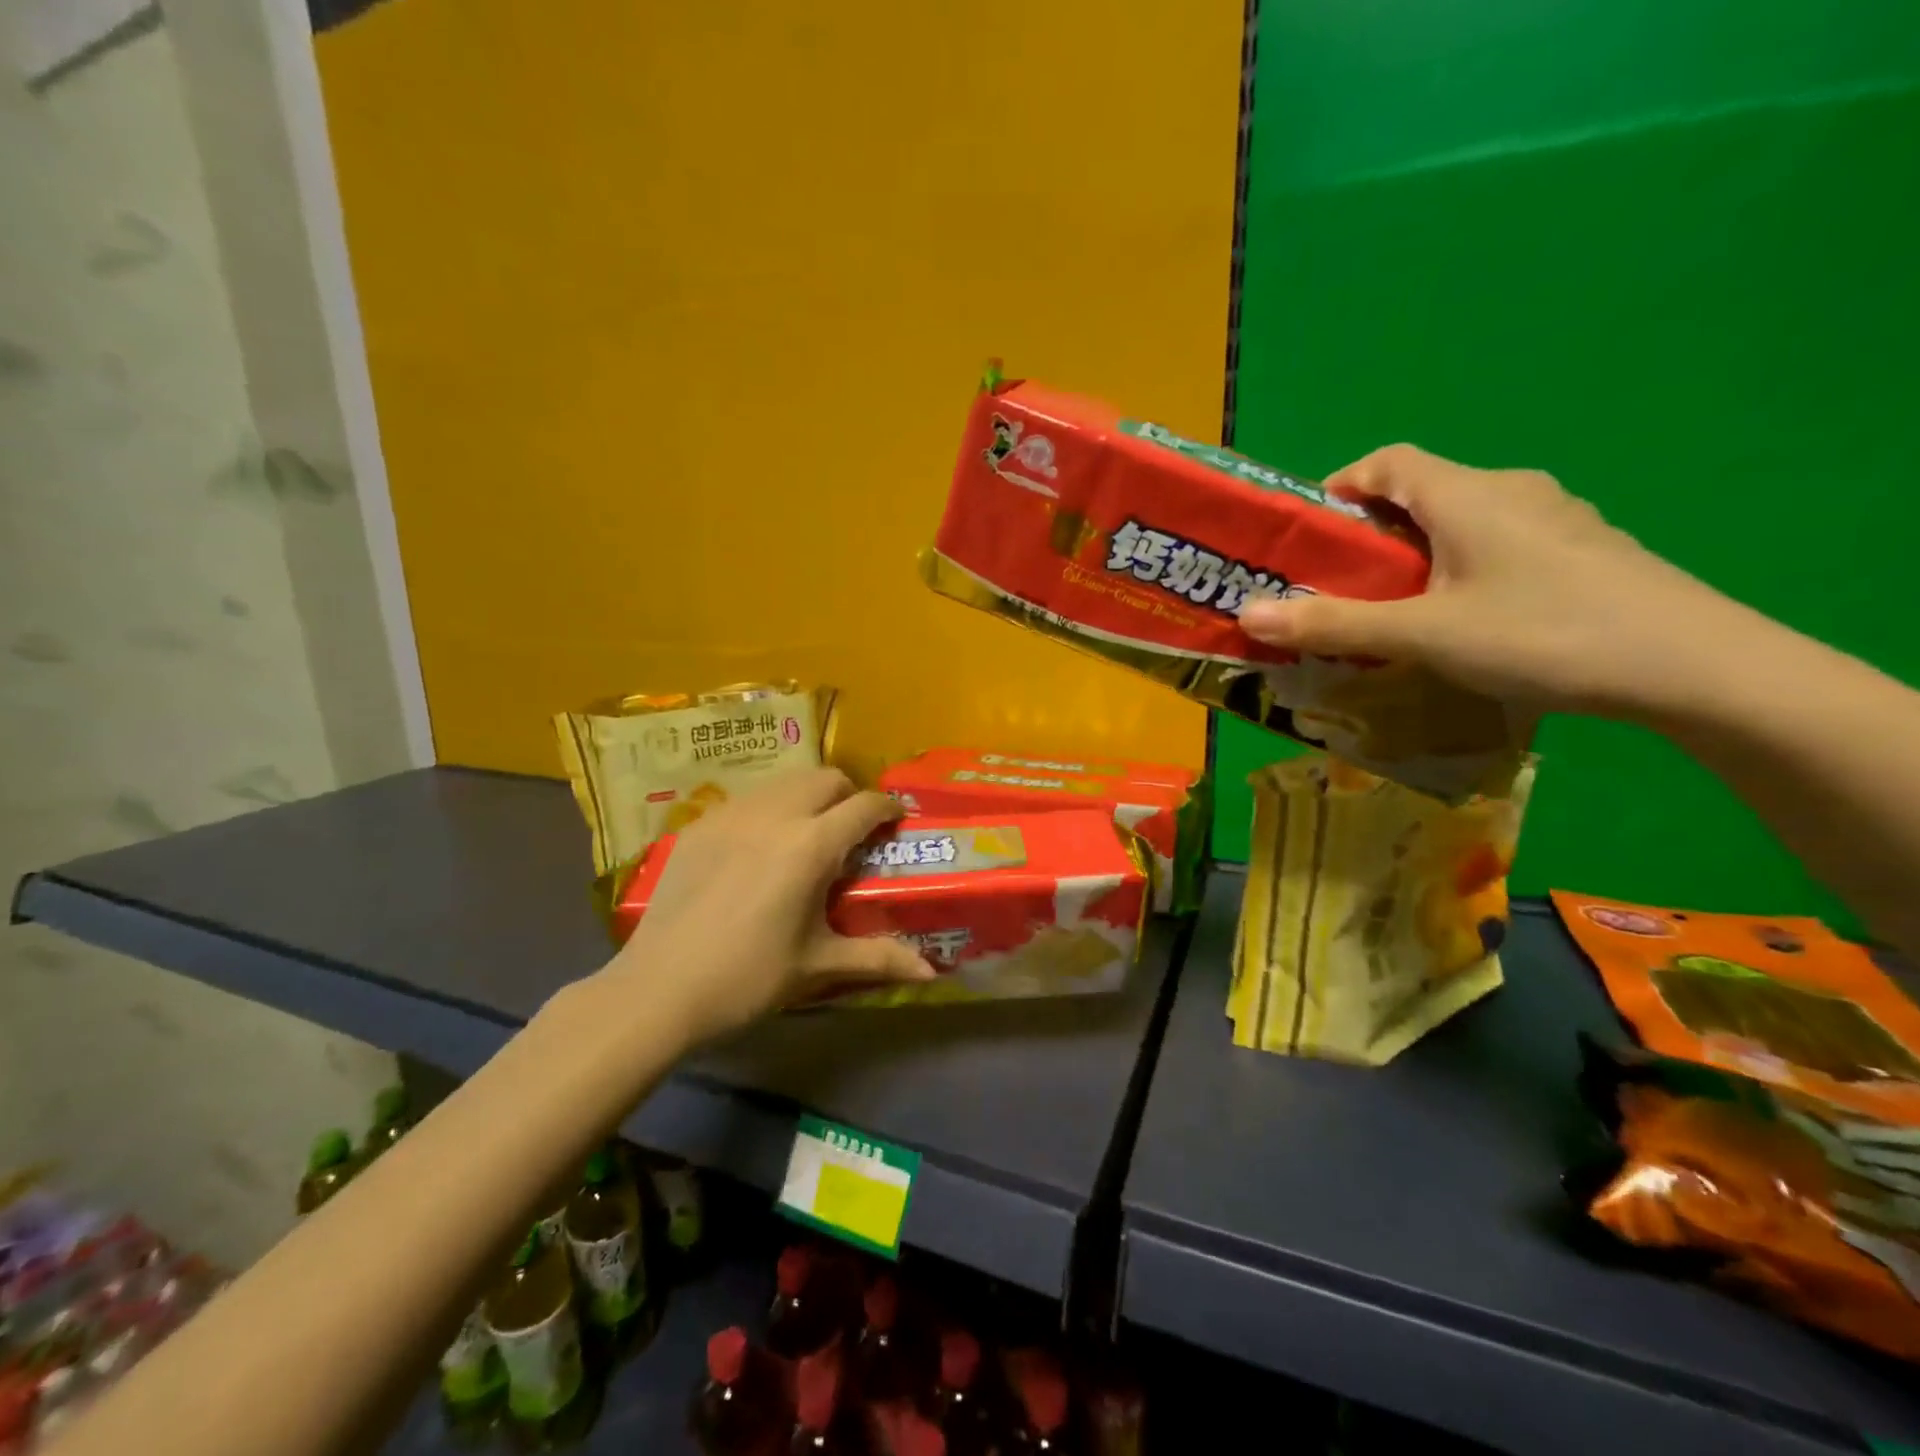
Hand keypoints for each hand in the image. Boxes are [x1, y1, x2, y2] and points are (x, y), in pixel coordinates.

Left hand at [603, 770, 934, 1043]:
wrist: (659, 989)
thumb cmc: (748, 978)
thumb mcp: (818, 965)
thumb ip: (879, 958)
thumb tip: (931, 970)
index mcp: (811, 845)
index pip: (864, 806)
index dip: (888, 808)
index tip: (896, 821)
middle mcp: (775, 815)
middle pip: (825, 778)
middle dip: (849, 794)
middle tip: (852, 829)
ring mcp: (732, 814)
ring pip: (785, 781)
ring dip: (808, 796)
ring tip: (808, 832)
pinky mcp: (701, 824)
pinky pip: (748, 798)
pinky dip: (769, 808)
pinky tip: (760, 846)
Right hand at [1236, 444, 1758, 719]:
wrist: (1695, 667)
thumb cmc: (1542, 634)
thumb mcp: (1423, 635)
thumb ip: (1333, 625)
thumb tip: (1247, 614)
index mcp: (1467, 494)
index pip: (1387, 462)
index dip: (1340, 487)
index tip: (1309, 534)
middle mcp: (1511, 491)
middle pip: (1422, 491)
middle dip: (1370, 534)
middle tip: (1340, 586)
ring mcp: (1555, 519)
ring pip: (1461, 521)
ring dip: (1416, 555)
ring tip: (1394, 609)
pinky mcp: (1583, 551)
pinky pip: (1499, 544)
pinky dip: (1460, 568)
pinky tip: (1464, 620)